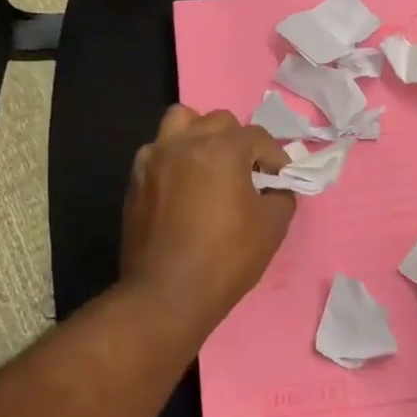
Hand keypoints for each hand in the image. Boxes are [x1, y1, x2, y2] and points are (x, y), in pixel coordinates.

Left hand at [121, 105, 297, 338]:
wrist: (166, 294)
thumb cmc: (225, 259)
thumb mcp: (272, 227)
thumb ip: (281, 196)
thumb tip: (275, 188)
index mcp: (221, 149)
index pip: (257, 136)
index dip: (274, 156)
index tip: (280, 178)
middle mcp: (185, 143)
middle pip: (218, 121)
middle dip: (238, 141)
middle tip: (246, 172)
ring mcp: (154, 159)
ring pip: (180, 122)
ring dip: (199, 135)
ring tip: (209, 165)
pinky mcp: (135, 180)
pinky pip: (157, 151)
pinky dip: (174, 158)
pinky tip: (182, 186)